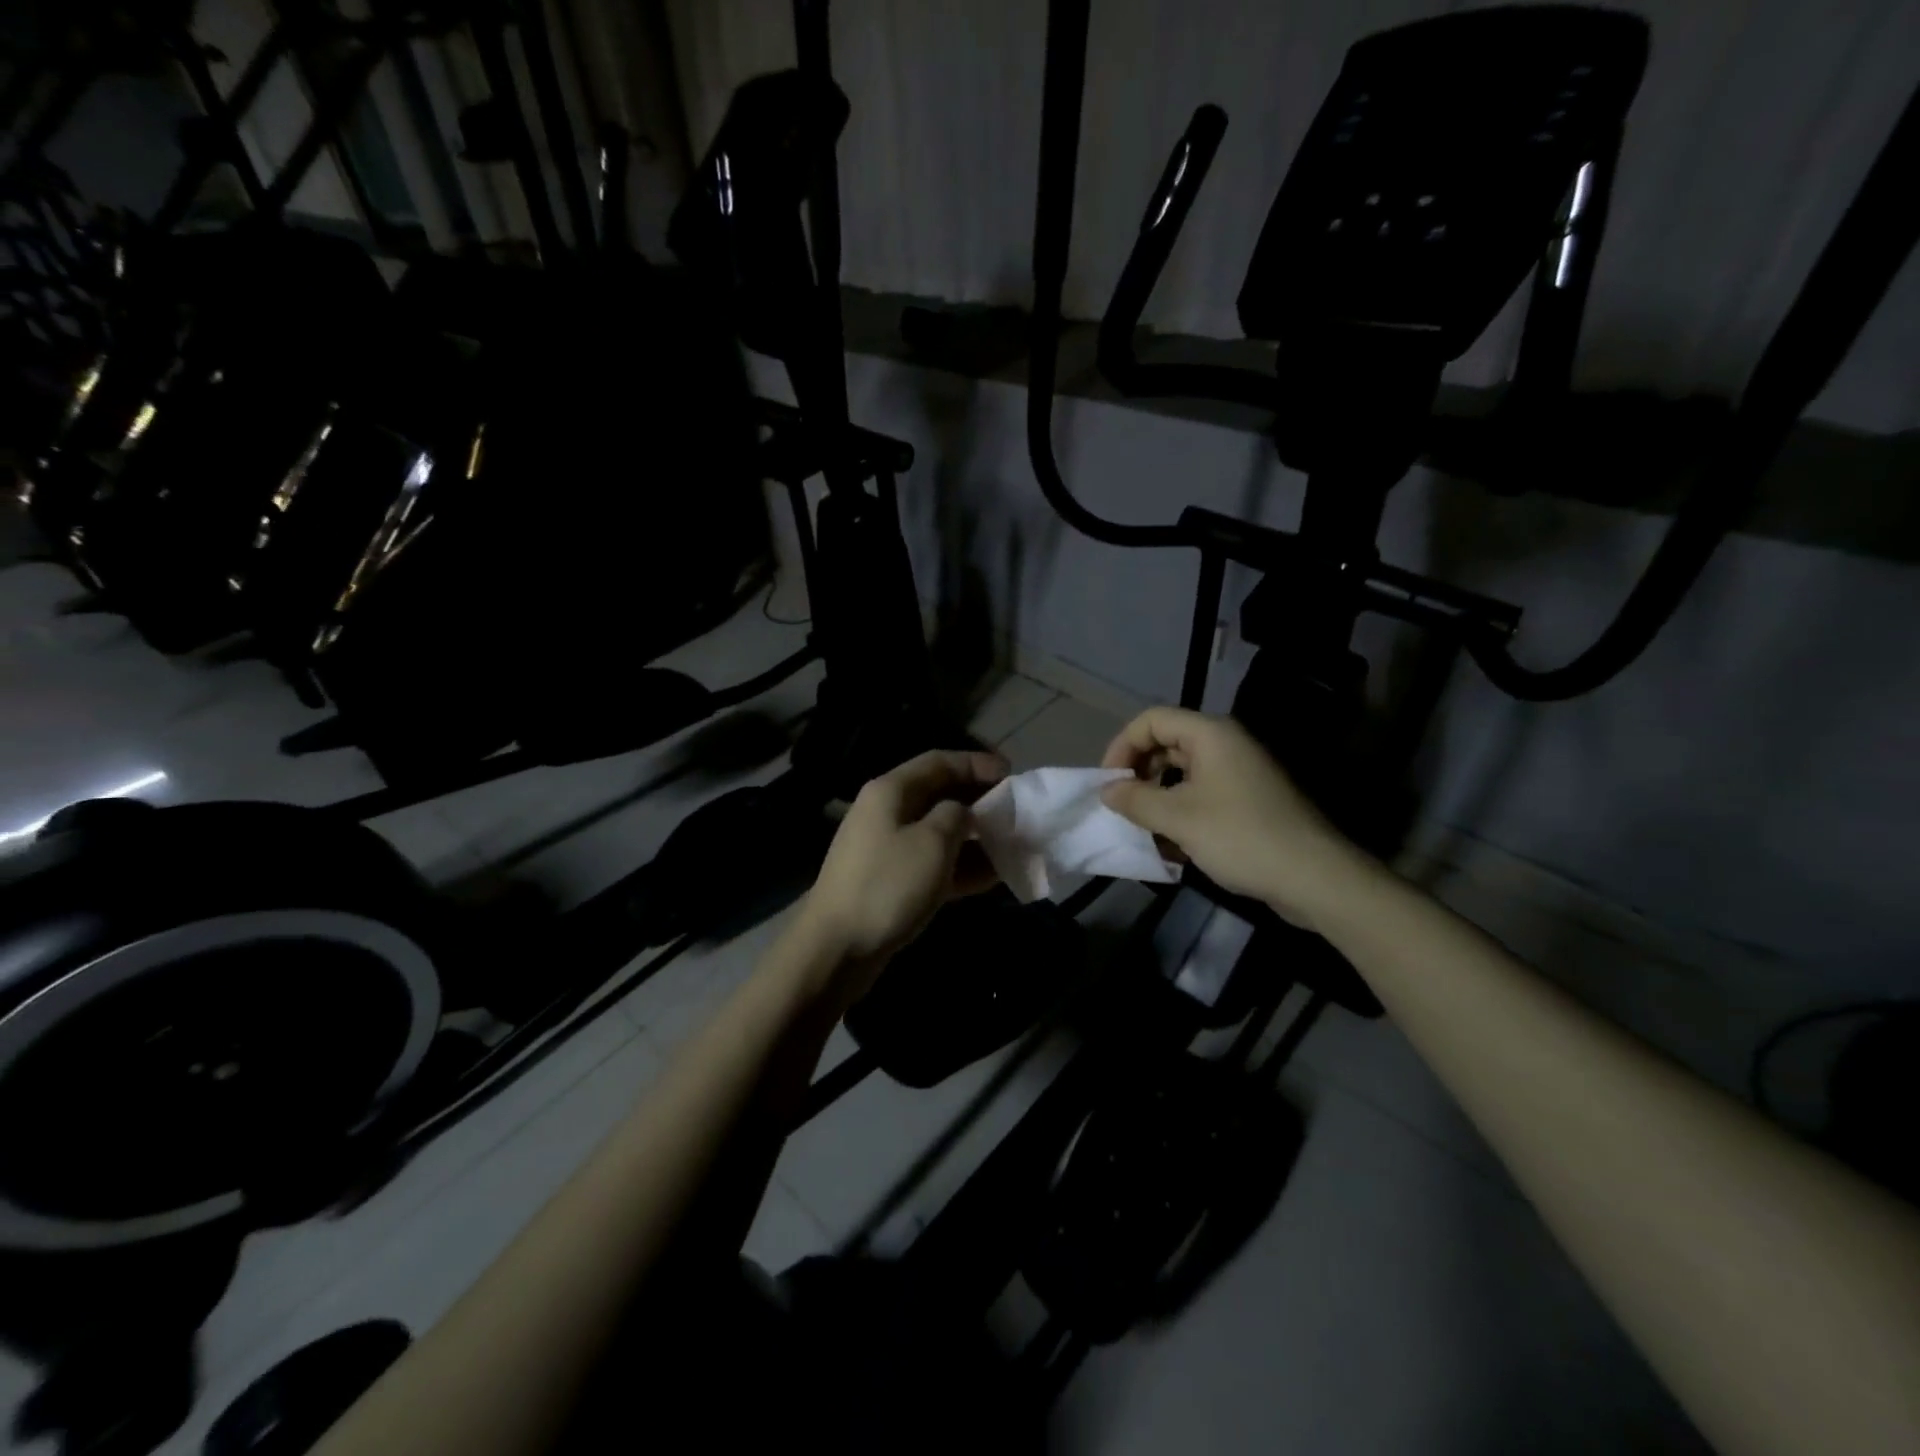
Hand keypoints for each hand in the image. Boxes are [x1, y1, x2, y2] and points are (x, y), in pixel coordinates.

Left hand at [801, 748, 1007, 992]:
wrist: (837, 948)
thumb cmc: (888, 886)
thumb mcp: (933, 842)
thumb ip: (956, 815)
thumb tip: (962, 813)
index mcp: (891, 790)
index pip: (939, 761)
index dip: (977, 763)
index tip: (1013, 774)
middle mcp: (885, 811)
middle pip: (939, 794)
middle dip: (979, 801)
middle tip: (1015, 812)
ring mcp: (885, 847)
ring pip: (938, 831)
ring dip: (974, 837)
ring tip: (1012, 845)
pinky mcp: (889, 880)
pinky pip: (931, 862)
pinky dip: (960, 866)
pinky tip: (993, 877)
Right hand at [1100, 707, 1366, 929]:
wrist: (1314, 877)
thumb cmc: (1240, 837)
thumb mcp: (1178, 818)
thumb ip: (1136, 800)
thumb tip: (1107, 791)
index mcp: (1211, 735)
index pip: (1151, 720)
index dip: (1122, 746)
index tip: (1108, 783)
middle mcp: (1226, 745)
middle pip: (1167, 743)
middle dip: (1138, 772)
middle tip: (1121, 805)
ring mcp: (1240, 773)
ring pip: (1183, 772)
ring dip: (1157, 796)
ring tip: (1142, 827)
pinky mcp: (1248, 801)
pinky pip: (1202, 794)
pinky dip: (1180, 811)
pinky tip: (1170, 844)